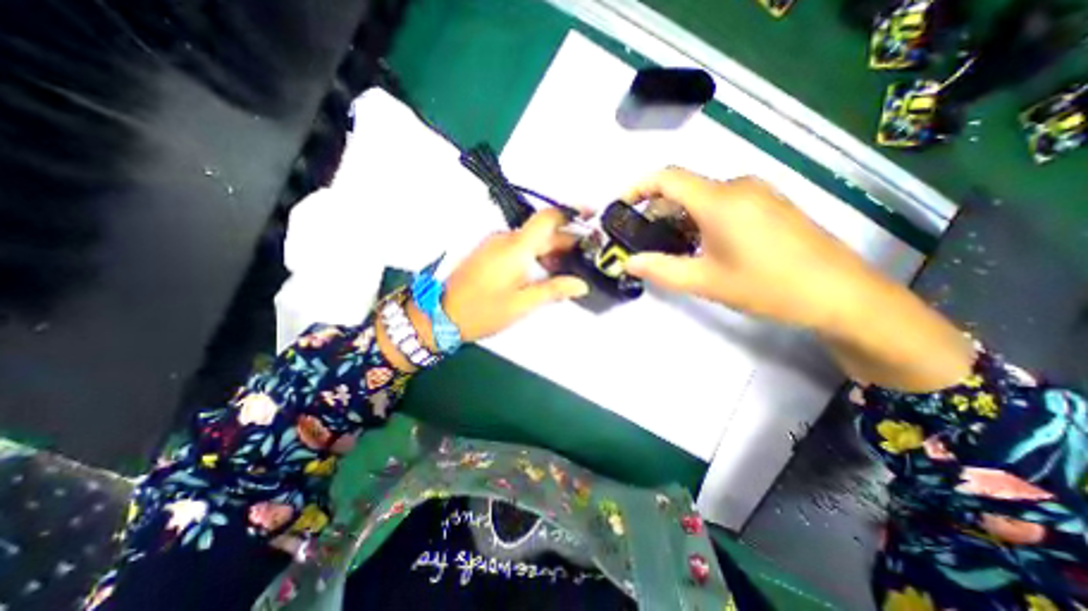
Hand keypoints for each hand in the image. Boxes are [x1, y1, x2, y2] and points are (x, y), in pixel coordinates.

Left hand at [441, 207, 591, 342]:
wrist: (440, 314)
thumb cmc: (482, 310)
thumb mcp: (522, 304)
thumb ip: (553, 290)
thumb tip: (580, 285)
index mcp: (515, 247)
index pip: (548, 218)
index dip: (572, 213)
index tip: (592, 216)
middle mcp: (505, 239)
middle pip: (542, 231)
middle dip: (566, 240)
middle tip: (586, 255)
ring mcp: (494, 245)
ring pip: (530, 240)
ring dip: (551, 249)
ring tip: (569, 267)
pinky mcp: (488, 253)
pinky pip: (518, 247)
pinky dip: (536, 254)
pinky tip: (545, 270)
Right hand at [621, 165, 968, 389]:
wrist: (841, 295)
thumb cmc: (767, 286)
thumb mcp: (705, 281)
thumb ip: (661, 269)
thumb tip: (629, 262)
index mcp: (720, 200)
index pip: (667, 177)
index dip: (638, 187)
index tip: (620, 206)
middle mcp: (738, 187)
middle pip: (684, 188)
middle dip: (657, 210)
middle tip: (642, 238)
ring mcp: (759, 193)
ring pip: (704, 196)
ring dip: (680, 217)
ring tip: (669, 246)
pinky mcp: (770, 204)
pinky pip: (724, 203)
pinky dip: (701, 218)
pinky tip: (701, 244)